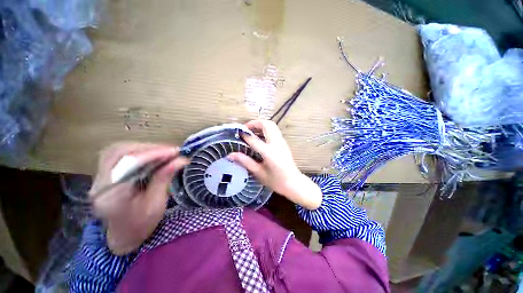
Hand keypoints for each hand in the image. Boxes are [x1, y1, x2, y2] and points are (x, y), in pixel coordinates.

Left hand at [90, 142, 188, 254]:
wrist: (123, 236)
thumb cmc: (141, 225)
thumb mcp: (156, 204)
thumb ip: (164, 179)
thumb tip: (181, 160)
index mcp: (111, 196)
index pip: (128, 164)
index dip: (153, 154)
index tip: (175, 151)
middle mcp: (99, 183)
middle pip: (120, 152)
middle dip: (149, 148)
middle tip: (171, 151)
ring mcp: (99, 177)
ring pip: (118, 150)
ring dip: (143, 148)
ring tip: (164, 152)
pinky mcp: (104, 174)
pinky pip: (118, 154)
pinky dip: (137, 151)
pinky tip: (151, 155)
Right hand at [228, 120, 321, 209]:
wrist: (293, 183)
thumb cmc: (276, 181)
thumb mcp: (258, 173)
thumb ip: (245, 161)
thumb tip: (231, 155)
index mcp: (269, 152)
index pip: (254, 139)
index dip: (244, 135)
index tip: (237, 134)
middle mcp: (276, 143)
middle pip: (266, 124)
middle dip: (255, 123)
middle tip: (246, 129)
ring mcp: (281, 142)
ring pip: (272, 125)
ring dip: (261, 125)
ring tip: (251, 132)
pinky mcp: (283, 143)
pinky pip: (274, 130)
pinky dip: (266, 129)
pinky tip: (259, 138)